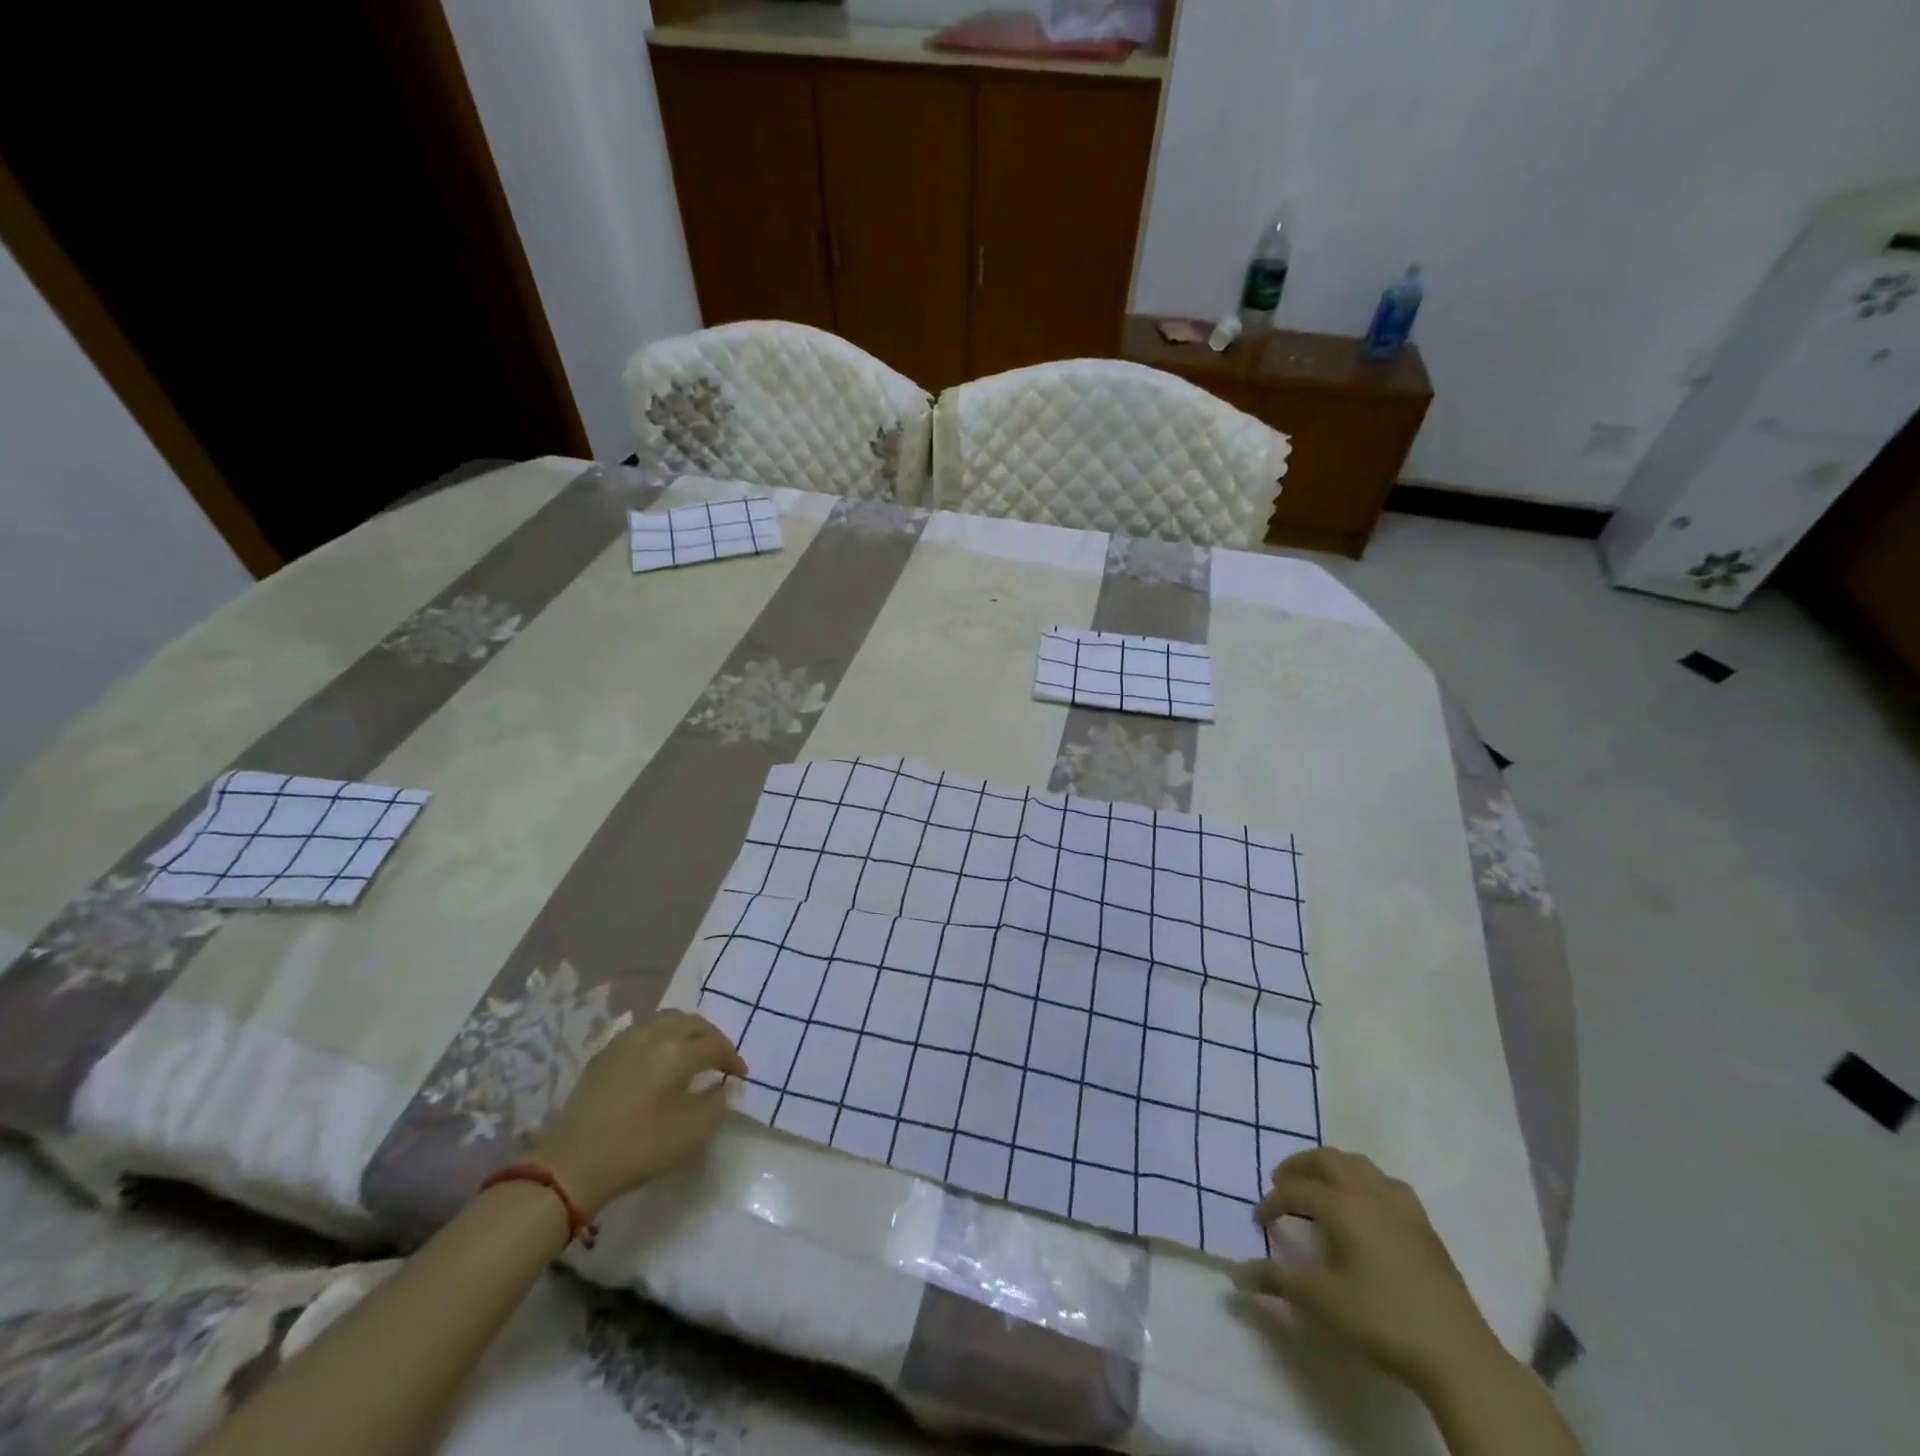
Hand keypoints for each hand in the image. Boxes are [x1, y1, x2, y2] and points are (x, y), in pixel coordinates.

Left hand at [532, 1011, 747, 1214]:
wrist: (571, 1165)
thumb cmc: (637, 1148)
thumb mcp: (690, 1133)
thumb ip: (716, 1103)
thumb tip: (725, 1086)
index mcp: (677, 1051)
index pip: (715, 1046)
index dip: (732, 1059)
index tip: (740, 1076)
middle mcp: (653, 1035)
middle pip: (692, 1023)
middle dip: (712, 1038)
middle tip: (720, 1059)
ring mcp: (625, 1041)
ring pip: (666, 1020)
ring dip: (686, 1032)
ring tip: (692, 1053)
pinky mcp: (604, 1054)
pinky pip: (643, 1031)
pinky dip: (661, 1037)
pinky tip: (659, 1059)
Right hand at [1240, 1147, 1502, 1397]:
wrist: (1456, 1354)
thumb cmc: (1381, 1319)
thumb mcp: (1321, 1300)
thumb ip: (1277, 1279)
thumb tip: (1239, 1272)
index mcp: (1342, 1204)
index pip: (1295, 1191)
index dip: (1272, 1203)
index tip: (1259, 1221)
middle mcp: (1369, 1192)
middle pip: (1327, 1160)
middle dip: (1299, 1166)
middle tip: (1281, 1183)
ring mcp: (1401, 1204)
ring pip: (1358, 1165)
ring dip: (1332, 1168)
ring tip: (1319, 1188)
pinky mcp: (1423, 1223)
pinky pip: (1384, 1182)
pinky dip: (1363, 1181)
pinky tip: (1364, 1206)